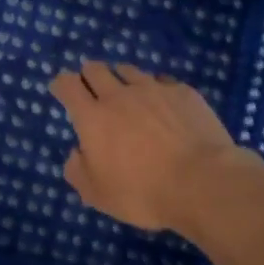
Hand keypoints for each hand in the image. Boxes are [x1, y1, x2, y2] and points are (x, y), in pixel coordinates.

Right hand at [48, 61, 253, 231]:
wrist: (202, 182)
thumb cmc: (143, 193)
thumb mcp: (97, 195)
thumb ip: (78, 171)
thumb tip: (77, 153)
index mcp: (93, 118)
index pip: (68, 85)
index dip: (61, 84)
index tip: (61, 89)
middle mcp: (119, 95)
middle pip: (96, 69)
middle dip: (88, 75)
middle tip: (91, 88)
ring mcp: (154, 89)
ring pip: (128, 70)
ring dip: (120, 78)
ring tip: (126, 93)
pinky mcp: (183, 92)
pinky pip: (162, 81)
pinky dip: (155, 89)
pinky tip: (162, 103)